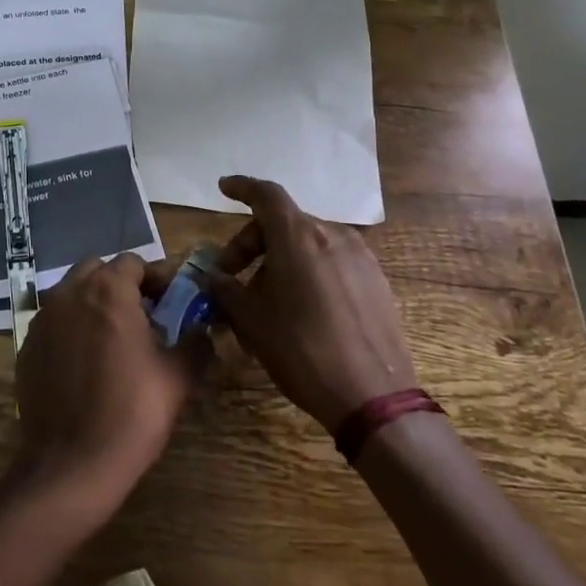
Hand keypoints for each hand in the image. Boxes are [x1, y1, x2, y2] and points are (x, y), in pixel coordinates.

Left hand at [14, 253, 204, 514]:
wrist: (71, 463)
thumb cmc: (131, 413)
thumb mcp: (177, 378)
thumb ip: (195, 344)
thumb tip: (203, 331)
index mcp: (108, 291)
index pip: (134, 262)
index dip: (156, 279)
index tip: (172, 304)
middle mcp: (70, 293)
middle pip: (98, 270)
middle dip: (122, 285)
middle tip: (144, 317)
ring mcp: (43, 318)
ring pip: (72, 292)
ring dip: (94, 303)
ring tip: (115, 339)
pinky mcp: (27, 344)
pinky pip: (54, 321)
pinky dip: (72, 328)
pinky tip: (86, 363)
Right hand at [204, 175, 417, 431]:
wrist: (374, 397)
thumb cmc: (302, 350)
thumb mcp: (251, 320)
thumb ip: (225, 289)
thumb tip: (209, 276)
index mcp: (298, 236)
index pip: (266, 195)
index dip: (242, 188)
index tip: (223, 188)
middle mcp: (332, 235)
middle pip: (284, 222)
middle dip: (253, 243)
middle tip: (232, 276)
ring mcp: (359, 257)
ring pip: (308, 243)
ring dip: (280, 260)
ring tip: (266, 299)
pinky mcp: (376, 281)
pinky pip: (332, 261)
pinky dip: (308, 271)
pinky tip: (301, 308)